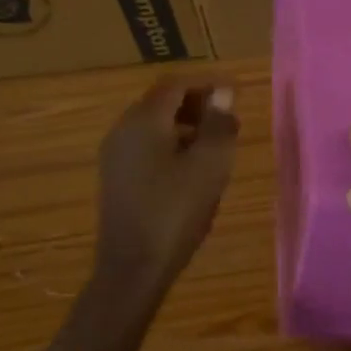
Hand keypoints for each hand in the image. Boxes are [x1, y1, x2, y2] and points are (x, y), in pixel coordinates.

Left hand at [92, 77, 238, 308]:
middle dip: (197, 103)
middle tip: (229, 118)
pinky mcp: (116, 177)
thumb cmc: (176, 210)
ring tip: (217, 144)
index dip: (207, 83)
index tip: (235, 93)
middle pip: (162, 101)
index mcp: (144, 120)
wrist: (133, 267)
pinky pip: (147, 145)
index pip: (176, 84)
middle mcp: (123, 129)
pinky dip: (172, 144)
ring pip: (154, 125)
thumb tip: (223, 93)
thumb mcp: (210, 164)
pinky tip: (193, 168)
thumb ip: (219, 124)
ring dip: (187, 125)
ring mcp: (115, 155)